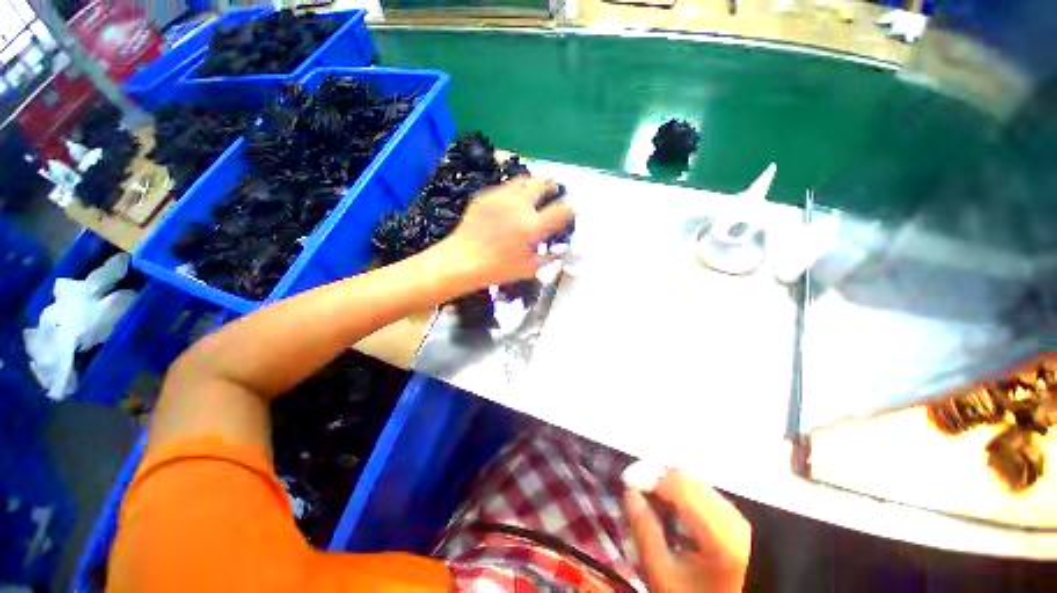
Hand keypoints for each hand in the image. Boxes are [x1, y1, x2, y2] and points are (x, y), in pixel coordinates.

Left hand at [438, 177, 573, 286]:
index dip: (570, 208)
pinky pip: (505, 187)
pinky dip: (514, 191)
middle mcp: (519, 205)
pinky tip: (511, 202)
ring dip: (534, 183)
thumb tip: (557, 252)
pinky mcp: (485, 196)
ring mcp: (501, 197)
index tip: (570, 210)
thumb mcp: (528, 269)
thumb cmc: (497, 269)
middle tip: (554, 190)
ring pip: (523, 180)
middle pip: (543, 183)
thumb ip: (547, 258)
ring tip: (535, 191)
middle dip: (552, 185)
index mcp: (532, 226)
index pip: (561, 209)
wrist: (461, 260)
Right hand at [624, 468, 751, 592]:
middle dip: (657, 481)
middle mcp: (735, 518)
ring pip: (694, 482)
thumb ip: (645, 533)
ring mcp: (738, 517)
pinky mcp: (736, 519)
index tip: (627, 485)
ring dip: (669, 486)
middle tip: (636, 493)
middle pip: (687, 479)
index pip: (679, 484)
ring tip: (651, 503)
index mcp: (721, 535)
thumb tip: (630, 493)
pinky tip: (670, 511)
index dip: (649, 478)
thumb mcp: (663, 576)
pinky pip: (703, 493)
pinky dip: (682, 495)